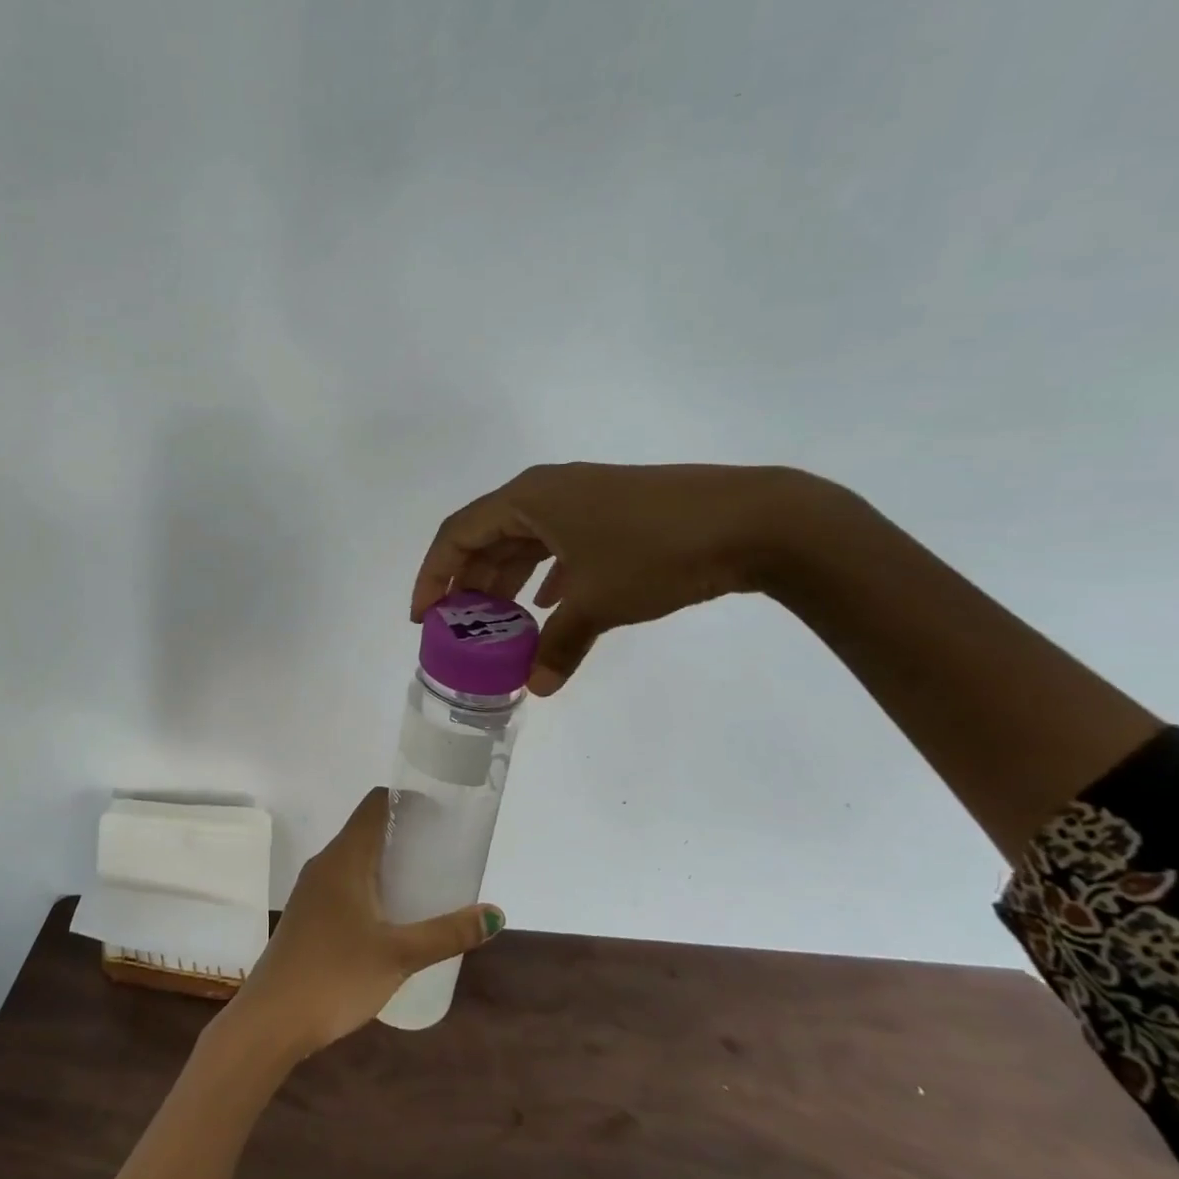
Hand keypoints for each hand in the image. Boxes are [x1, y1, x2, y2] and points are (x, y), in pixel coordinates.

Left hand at [229, 787, 502, 1057]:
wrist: (272, 1019)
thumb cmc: (336, 975)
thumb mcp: (399, 955)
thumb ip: (448, 933)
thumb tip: (494, 914)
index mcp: (344, 857)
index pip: (375, 804)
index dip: (408, 800)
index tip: (441, 813)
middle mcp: (325, 863)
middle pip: (366, 829)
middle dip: (404, 833)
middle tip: (444, 849)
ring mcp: (312, 889)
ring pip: (355, 858)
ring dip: (387, 860)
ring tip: (424, 880)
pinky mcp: (308, 914)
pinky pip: (344, 882)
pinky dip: (371, 883)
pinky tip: (391, 914)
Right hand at [412, 462, 822, 694]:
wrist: (755, 519)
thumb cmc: (656, 551)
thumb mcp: (598, 602)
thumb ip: (559, 645)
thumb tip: (537, 687)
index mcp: (529, 498)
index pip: (458, 534)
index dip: (433, 575)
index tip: (424, 617)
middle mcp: (548, 490)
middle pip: (488, 535)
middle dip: (470, 582)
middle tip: (460, 627)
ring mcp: (583, 498)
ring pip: (525, 540)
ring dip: (507, 580)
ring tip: (498, 623)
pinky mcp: (613, 511)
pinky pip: (559, 542)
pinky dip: (545, 574)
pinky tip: (549, 603)